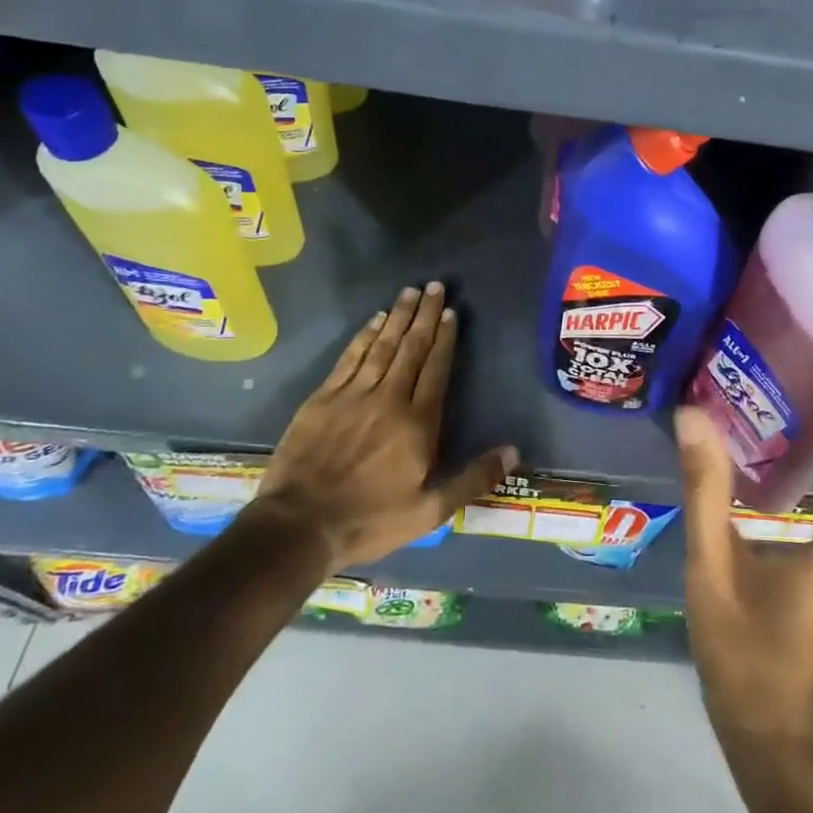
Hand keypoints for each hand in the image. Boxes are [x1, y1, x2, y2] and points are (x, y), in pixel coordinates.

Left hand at [251, 282, 516, 571]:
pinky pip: (349, 358)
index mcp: (418, 423)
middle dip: (425, 315)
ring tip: (410, 292)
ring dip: (398, 317)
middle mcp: (389, 399)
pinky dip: (364, 336)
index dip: (445, 338)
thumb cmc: (370, 519)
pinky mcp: (323, 399)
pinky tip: (374, 320)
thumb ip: (472, 478)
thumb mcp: (430, 511)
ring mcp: (353, 395)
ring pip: (382, 346)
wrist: (298, 526)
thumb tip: (514, 451)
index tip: (451, 312)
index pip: (436, 369)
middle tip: (435, 286)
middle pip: (411, 348)